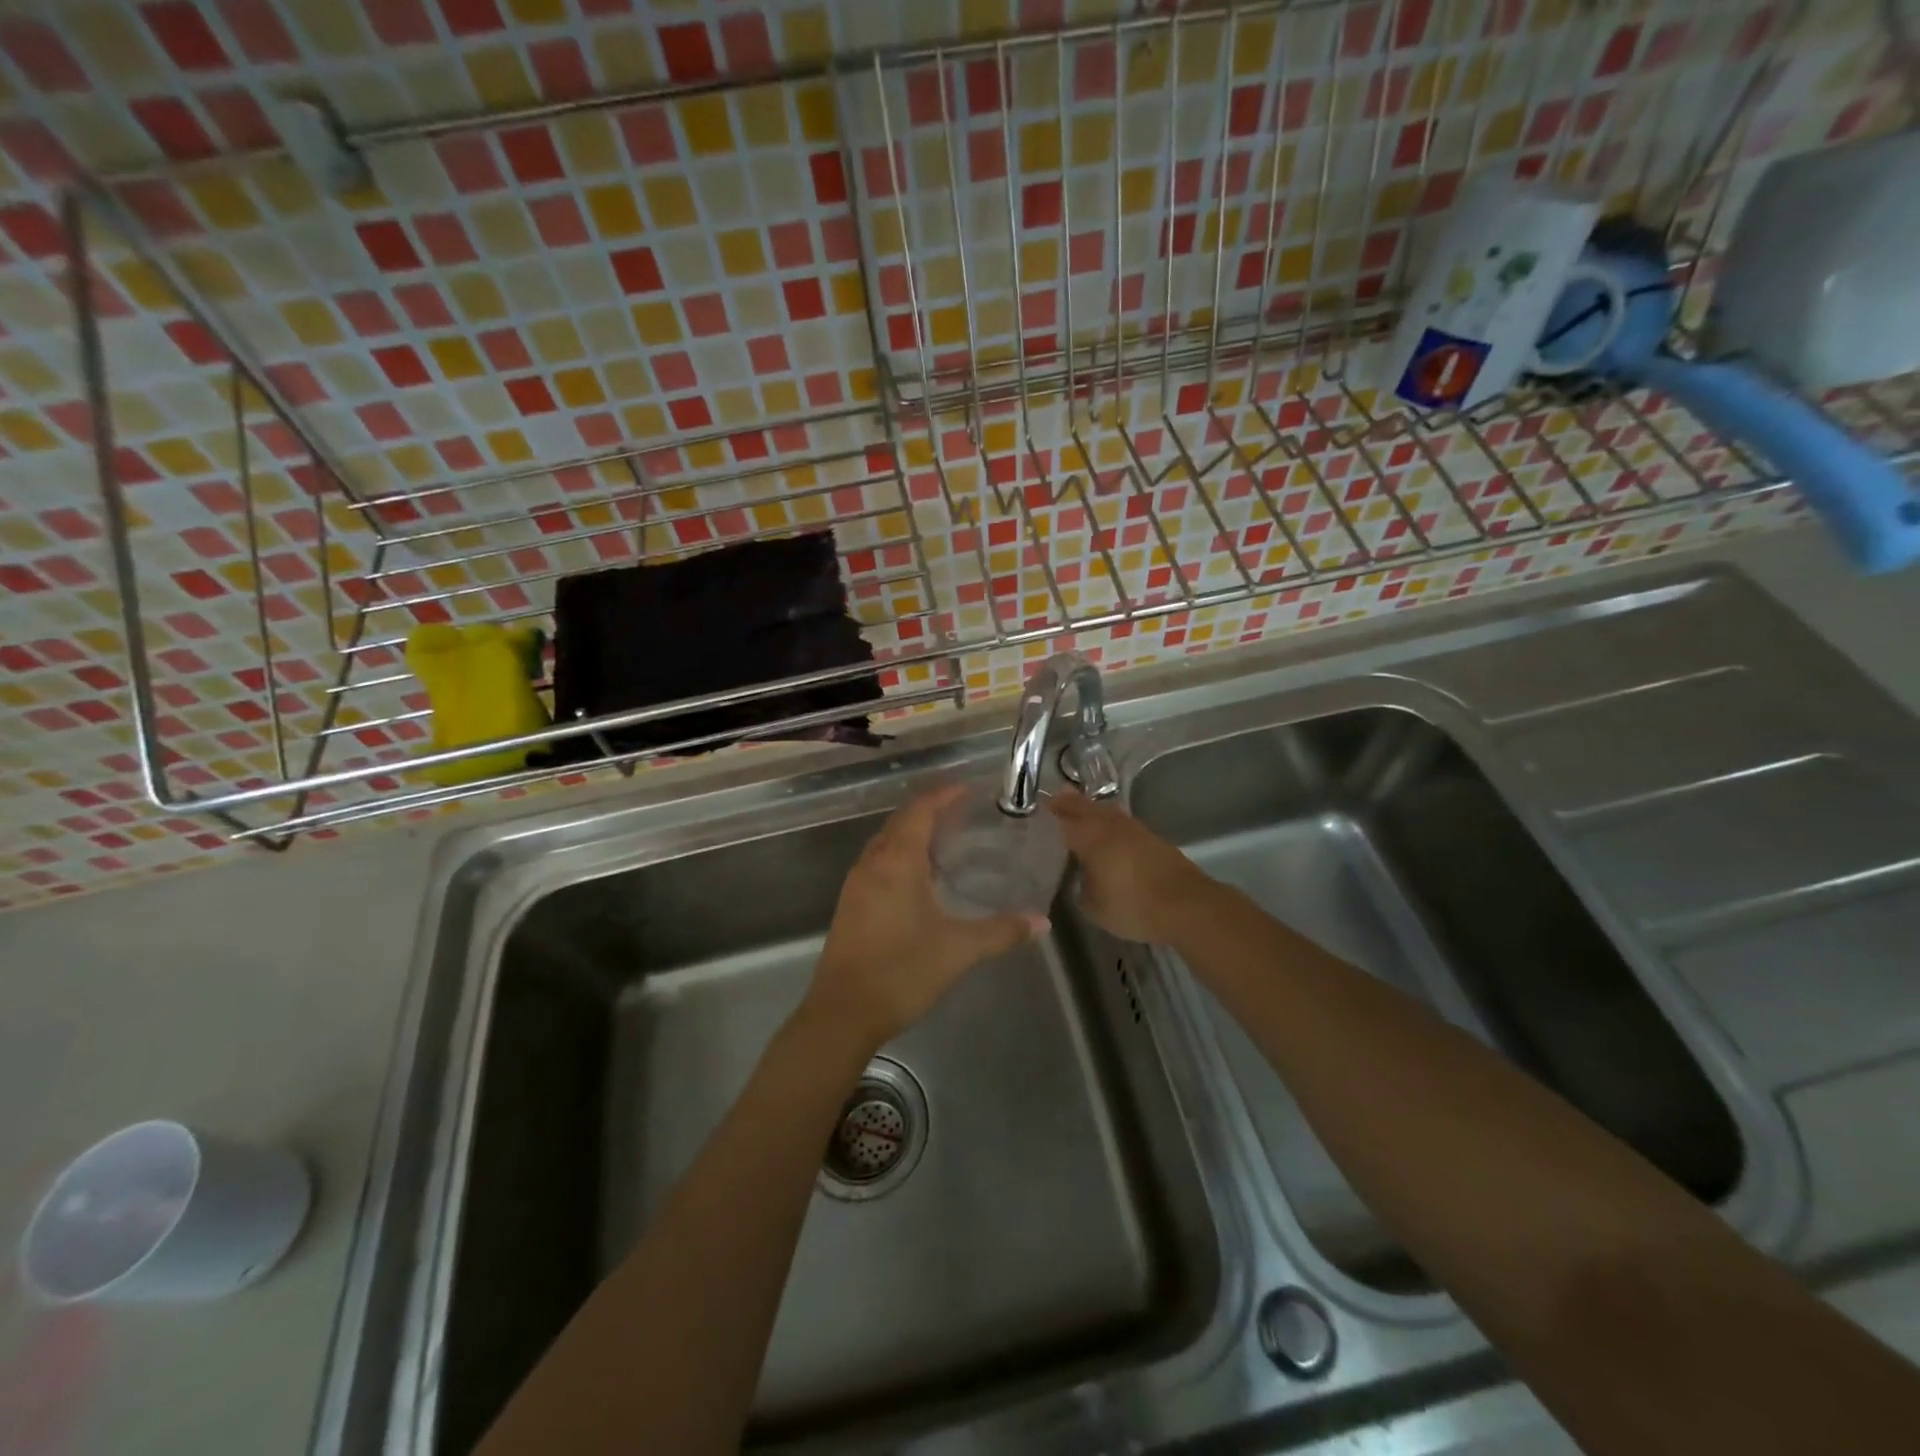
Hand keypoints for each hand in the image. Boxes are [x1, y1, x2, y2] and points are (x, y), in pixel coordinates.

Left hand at [808, 785, 1042, 1048]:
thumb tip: (1041, 922)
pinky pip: (877, 863)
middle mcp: (872, 864)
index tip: (966, 789)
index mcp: (897, 862)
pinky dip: (899, 856)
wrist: (843, 1013)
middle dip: (928, 811)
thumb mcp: (959, 950)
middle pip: (899, 822)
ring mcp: (856, 885)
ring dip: (911, 833)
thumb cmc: (902, 971)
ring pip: (885, 843)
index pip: (920, 812)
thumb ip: (1001, 931)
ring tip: (943, 840)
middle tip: (960, 812)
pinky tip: (918, 878)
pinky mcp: (850, 906)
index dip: (942, 796)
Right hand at [1049, 789, 1212, 943]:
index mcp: (1090, 837)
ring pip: (1107, 812)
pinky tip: (1109, 836)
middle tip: (1056, 800)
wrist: (1185, 905)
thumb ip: (1080, 888)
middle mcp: (1110, 826)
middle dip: (1070, 803)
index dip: (1050, 813)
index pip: (1063, 818)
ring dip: (1093, 810)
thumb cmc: (1132, 905)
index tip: (1039, 809)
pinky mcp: (1153, 840)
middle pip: (1086, 807)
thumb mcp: (1093, 906)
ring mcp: (1135, 830)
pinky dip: (1111, 825)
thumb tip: (1080, 880)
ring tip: (1081, 814)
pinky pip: (1123, 824)